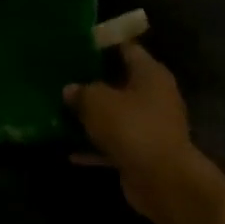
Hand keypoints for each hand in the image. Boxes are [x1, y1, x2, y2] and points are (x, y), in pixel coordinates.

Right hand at [63, 43, 203, 214]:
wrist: (161, 178)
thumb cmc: (132, 127)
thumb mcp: (98, 102)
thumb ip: (82, 92)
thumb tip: (70, 89)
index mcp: (150, 74)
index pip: (127, 49)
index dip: (104, 45)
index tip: (79, 45)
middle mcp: (155, 96)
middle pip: (121, 83)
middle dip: (94, 83)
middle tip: (64, 79)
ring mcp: (150, 126)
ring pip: (116, 116)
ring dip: (93, 117)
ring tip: (62, 113)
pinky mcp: (142, 153)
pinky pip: (114, 145)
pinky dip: (96, 148)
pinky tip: (71, 152)